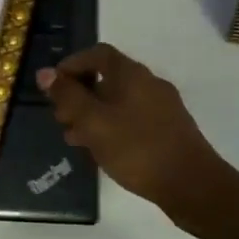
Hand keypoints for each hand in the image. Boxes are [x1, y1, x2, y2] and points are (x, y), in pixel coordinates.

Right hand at [37, 43, 238, 228]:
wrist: (192, 184)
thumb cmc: (137, 148)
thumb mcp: (93, 122)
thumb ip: (68, 96)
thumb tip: (45, 73)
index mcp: (131, 73)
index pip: (96, 54)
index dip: (72, 65)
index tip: (53, 88)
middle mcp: (149, 82)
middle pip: (107, 77)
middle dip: (79, 95)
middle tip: (61, 119)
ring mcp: (163, 106)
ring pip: (119, 101)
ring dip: (94, 114)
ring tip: (76, 140)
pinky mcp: (169, 129)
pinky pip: (132, 118)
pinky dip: (112, 126)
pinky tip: (103, 151)